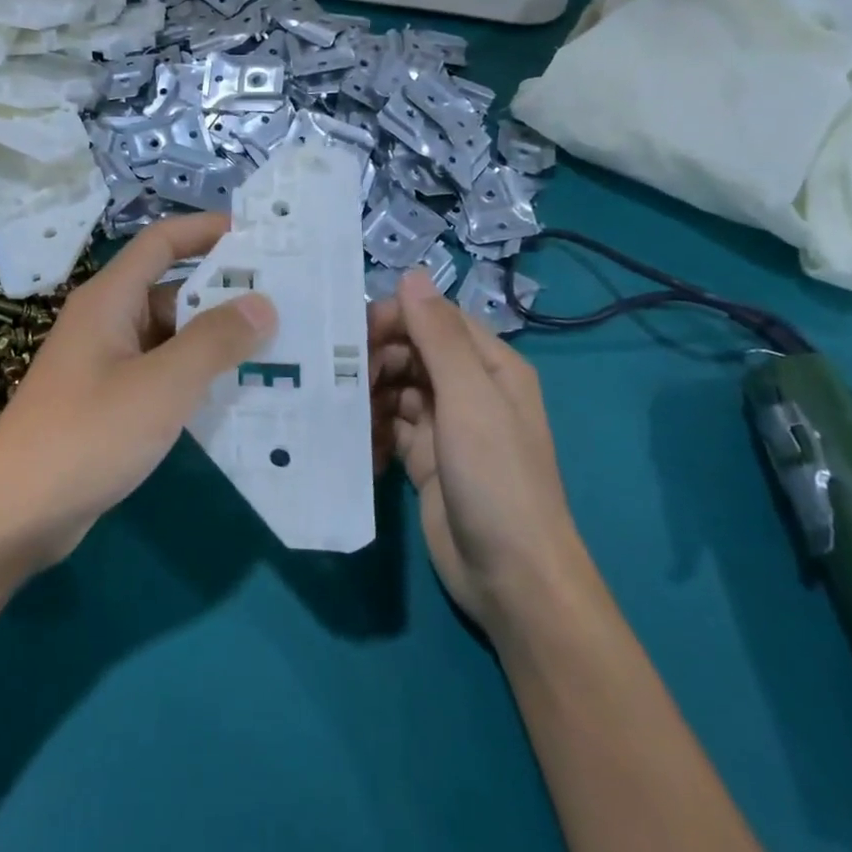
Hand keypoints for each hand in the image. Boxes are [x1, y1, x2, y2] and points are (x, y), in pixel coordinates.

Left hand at [0, 214, 276, 576]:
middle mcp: (106, 322)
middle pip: (171, 290)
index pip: (161, 243)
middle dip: (225, 293)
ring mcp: (105, 365)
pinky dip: (196, 377)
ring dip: (215, 340)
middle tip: (287, 302)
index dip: (207, 230)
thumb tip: (262, 303)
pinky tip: (237, 394)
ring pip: (169, 337)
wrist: (14, 514)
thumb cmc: (87, 435)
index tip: (260, 236)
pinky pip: (161, 374)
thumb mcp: (161, 385)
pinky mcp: (108, 403)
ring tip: (278, 347)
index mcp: (109, 300)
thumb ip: (214, 341)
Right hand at [372, 269, 582, 634]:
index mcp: (490, 366)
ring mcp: (445, 427)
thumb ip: (439, 336)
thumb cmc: (496, 477)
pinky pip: (389, 428)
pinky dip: (370, 430)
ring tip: (339, 409)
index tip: (353, 333)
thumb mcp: (470, 399)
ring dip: (368, 394)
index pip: (436, 319)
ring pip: (396, 390)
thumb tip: (411, 274)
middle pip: (412, 353)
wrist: (511, 577)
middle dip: (376, 358)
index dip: (396, 318)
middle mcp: (469, 390)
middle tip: (339, 378)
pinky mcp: (424, 460)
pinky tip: (352, 442)